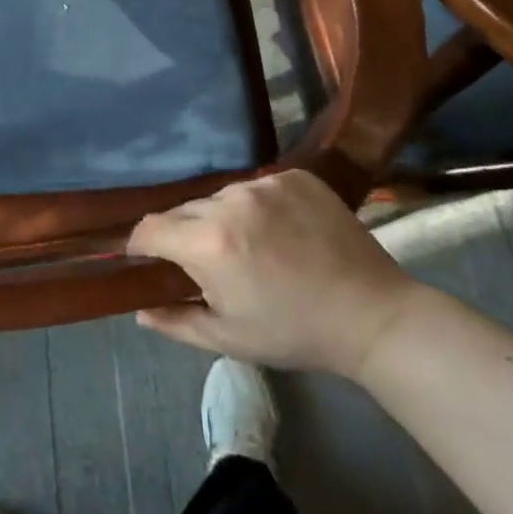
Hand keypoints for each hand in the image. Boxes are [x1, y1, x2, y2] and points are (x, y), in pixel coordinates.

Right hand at [127, 169, 421, 379]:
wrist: (373, 315)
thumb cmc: (294, 332)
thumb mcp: (228, 338)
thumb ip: (175, 321)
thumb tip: (139, 310)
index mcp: (209, 242)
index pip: (150, 228)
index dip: (140, 245)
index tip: (145, 259)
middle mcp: (231, 201)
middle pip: (184, 209)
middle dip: (183, 235)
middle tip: (204, 263)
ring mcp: (265, 183)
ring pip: (220, 196)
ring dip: (220, 218)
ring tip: (247, 246)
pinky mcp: (294, 175)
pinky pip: (256, 186)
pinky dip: (256, 206)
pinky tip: (278, 231)